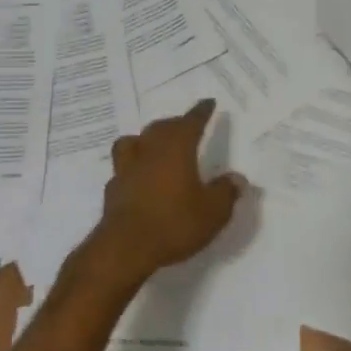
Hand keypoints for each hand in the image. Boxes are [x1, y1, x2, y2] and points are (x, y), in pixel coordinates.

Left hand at [95, 99, 246, 276]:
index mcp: (176, 149)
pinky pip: (125, 167)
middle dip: (175, 124)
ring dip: (147, 139)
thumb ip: (226, 192)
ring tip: (155, 145)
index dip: (201, 112)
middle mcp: (149, 151)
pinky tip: (140, 176)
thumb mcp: (213, 212)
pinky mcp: (113, 189)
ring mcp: (127, 168)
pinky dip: (135, 165)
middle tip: (185, 126)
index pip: (190, 122)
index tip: (208, 103)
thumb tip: (237, 178)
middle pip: (161, 128)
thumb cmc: (174, 223)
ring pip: (135, 141)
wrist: (125, 247)